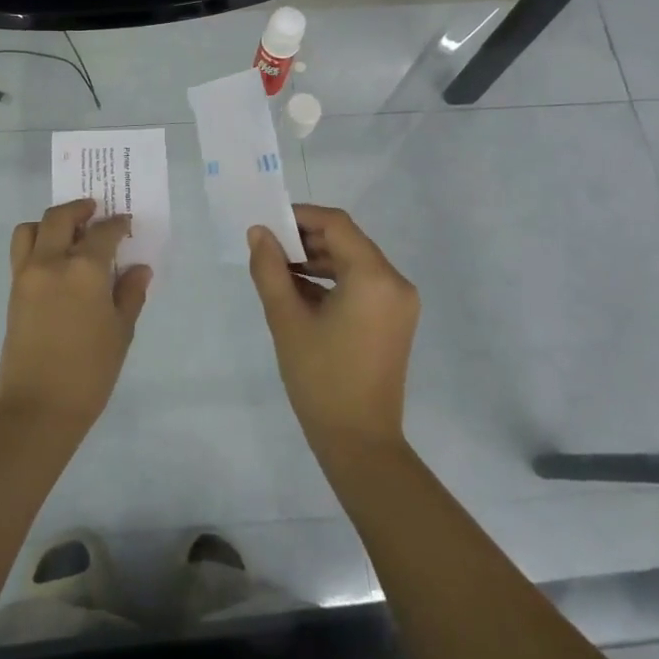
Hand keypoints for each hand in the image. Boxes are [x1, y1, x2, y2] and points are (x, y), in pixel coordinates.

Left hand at [0, 199, 150, 432]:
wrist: (39, 407)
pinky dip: (37, 243)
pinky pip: (22, 251)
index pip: (103, 232)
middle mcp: (52, 262)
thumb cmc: (90, 371)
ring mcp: (27, 275)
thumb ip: (129, 293)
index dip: (117, 225)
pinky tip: (56, 260)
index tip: (126, 225)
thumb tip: (139, 268)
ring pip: (31, 229)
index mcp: (84, 270)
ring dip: (50, 223)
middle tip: (95, 213)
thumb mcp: (121, 332)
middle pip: (60, 217)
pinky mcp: (13, 291)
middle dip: (80, 209)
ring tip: (69, 234)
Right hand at [247, 205, 419, 455]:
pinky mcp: (395, 320)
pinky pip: (363, 285)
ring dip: (318, 260)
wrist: (360, 441)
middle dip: (307, 239)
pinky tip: (300, 292)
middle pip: (348, 241)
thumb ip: (270, 269)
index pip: (337, 225)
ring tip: (278, 269)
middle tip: (268, 247)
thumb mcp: (287, 319)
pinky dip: (333, 281)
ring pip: (355, 263)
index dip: (301, 216)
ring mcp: (399, 303)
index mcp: (374, 277)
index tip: (268, 223)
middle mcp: (395, 282)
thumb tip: (259, 232)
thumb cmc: (320, 378)